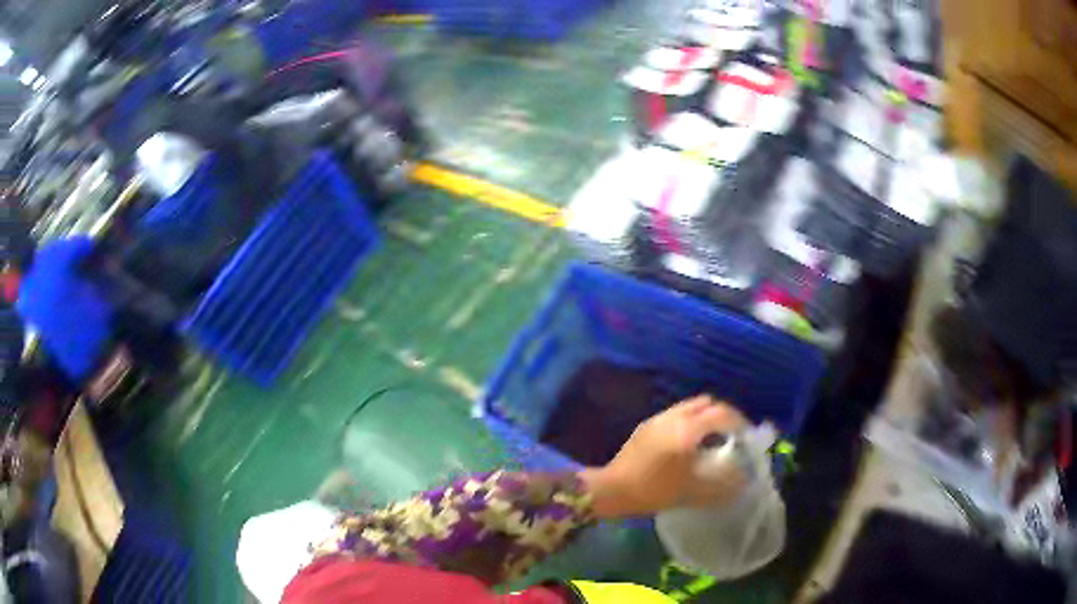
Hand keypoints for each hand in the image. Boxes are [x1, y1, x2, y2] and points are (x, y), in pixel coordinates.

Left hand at [580, 396, 747, 518]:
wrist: (612, 489)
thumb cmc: (654, 490)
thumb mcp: (693, 492)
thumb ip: (722, 485)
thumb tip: (744, 479)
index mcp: (687, 430)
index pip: (722, 414)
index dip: (740, 422)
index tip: (748, 435)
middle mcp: (674, 417)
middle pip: (707, 403)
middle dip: (725, 414)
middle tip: (734, 433)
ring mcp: (658, 419)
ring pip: (690, 406)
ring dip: (706, 416)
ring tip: (714, 437)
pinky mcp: (647, 425)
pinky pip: (677, 414)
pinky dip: (691, 420)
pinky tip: (690, 442)